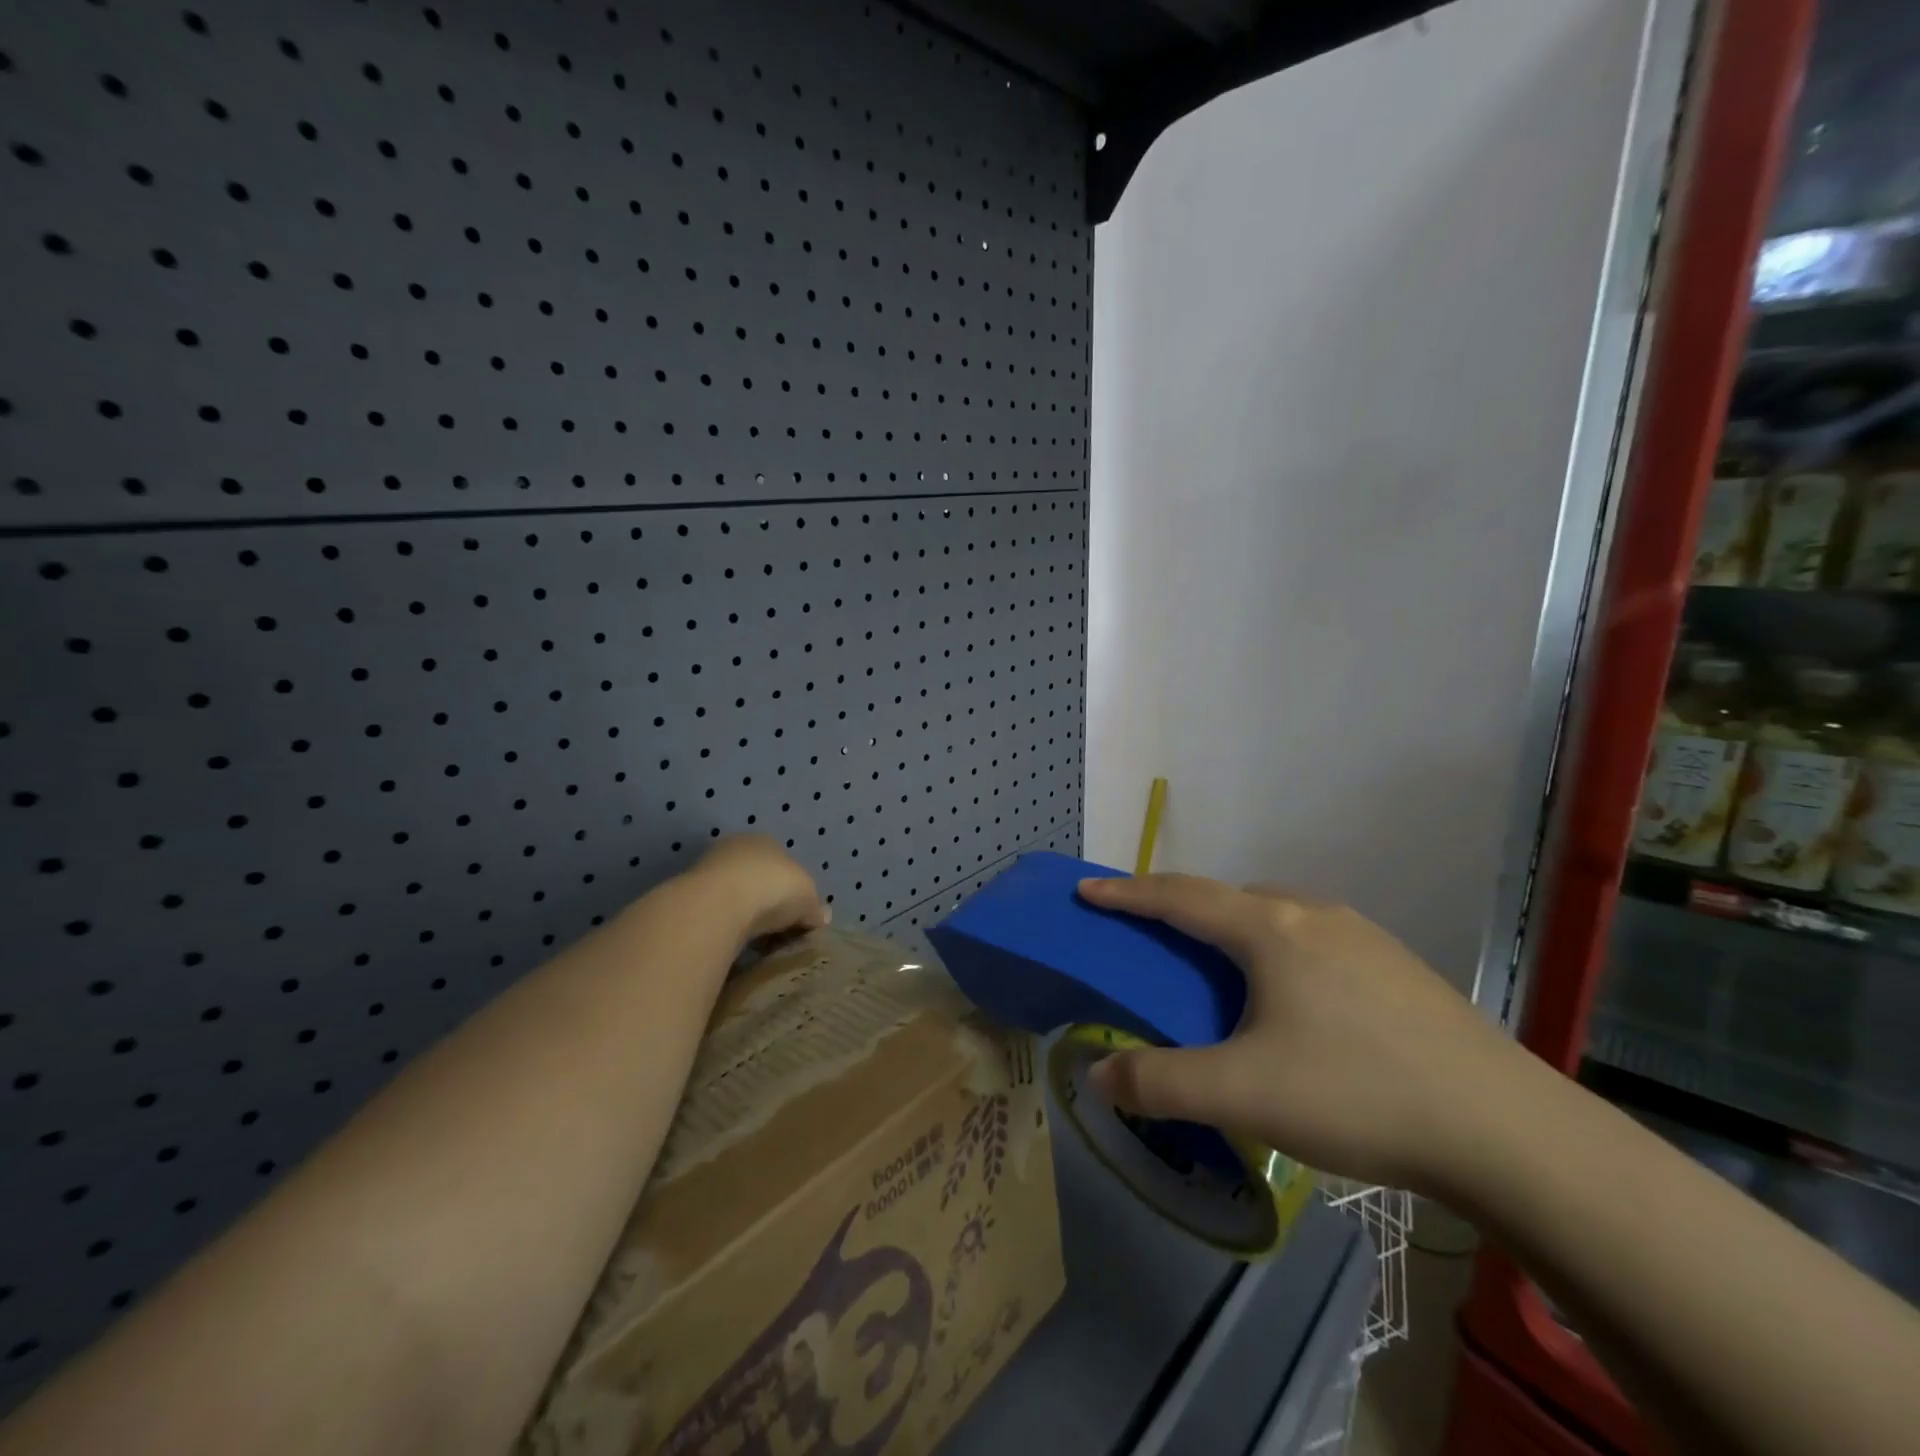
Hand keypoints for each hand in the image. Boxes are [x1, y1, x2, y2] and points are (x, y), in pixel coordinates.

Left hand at [687, 834, 829, 940]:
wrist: (717, 905)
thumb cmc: (772, 888)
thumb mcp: (808, 898)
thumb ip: (815, 907)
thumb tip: (823, 916)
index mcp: (766, 841)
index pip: (782, 862)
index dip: (792, 887)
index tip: (797, 914)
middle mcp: (735, 849)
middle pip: (756, 878)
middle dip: (766, 902)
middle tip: (778, 930)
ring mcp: (708, 870)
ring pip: (733, 896)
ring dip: (743, 915)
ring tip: (757, 943)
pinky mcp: (688, 897)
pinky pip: (716, 914)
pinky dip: (725, 927)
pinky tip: (735, 943)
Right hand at [1076, 874, 1525, 1194]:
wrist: (1509, 1131)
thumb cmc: (1359, 1094)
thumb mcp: (1242, 1094)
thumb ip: (1159, 1083)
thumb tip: (1098, 1075)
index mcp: (1271, 929)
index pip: (1179, 897)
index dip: (1127, 893)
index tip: (1087, 890)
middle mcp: (1314, 914)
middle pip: (1228, 898)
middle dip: (1181, 910)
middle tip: (1152, 939)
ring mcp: (1363, 937)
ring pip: (1276, 917)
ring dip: (1233, 931)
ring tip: (1221, 975)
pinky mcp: (1398, 967)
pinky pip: (1313, 940)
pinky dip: (1277, 953)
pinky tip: (1293, 1004)